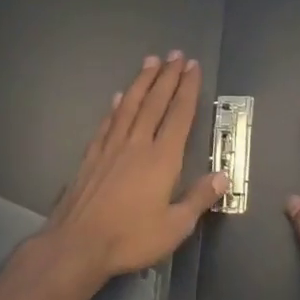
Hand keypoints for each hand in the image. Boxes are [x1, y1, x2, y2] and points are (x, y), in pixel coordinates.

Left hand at [40, 51, 225, 285]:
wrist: (76, 245)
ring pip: (130, 106)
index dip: (187, 89)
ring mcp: (111, 148)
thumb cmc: (130, 238)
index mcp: (162, 158)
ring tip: (150, 61)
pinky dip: (116, 107)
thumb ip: (199, 198)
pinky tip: (119, 97)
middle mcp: (137, 144)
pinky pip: (107, 123)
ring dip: (142, 82)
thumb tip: (223, 176)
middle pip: (155, 102)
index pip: (179, 115)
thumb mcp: (175, 226)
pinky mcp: (91, 157)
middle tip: (175, 54)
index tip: (192, 67)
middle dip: (167, 76)